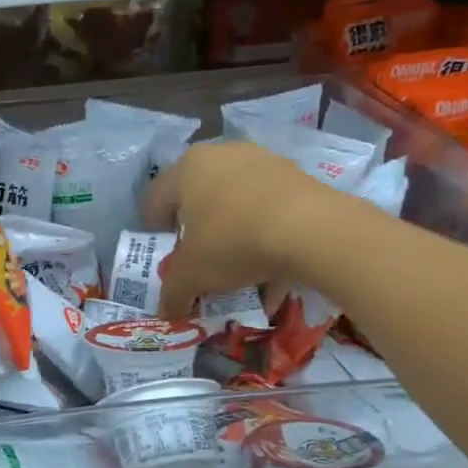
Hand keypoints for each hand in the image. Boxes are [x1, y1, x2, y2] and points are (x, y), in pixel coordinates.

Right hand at [142, 141, 353, 319]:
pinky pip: (269, 211)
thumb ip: (172, 293)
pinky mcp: (296, 176)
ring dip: (233, 237)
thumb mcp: (192, 276)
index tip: (167, 259)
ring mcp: (262, 161)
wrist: (312, 230)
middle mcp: (221, 155)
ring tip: (240, 272)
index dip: (154, 234)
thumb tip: (166, 312)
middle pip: (197, 200)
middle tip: (201, 263)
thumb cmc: (233, 241)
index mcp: (187, 168)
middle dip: (197, 235)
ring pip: (236, 205)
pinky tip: (272, 272)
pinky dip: (265, 238)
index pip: (154, 200)